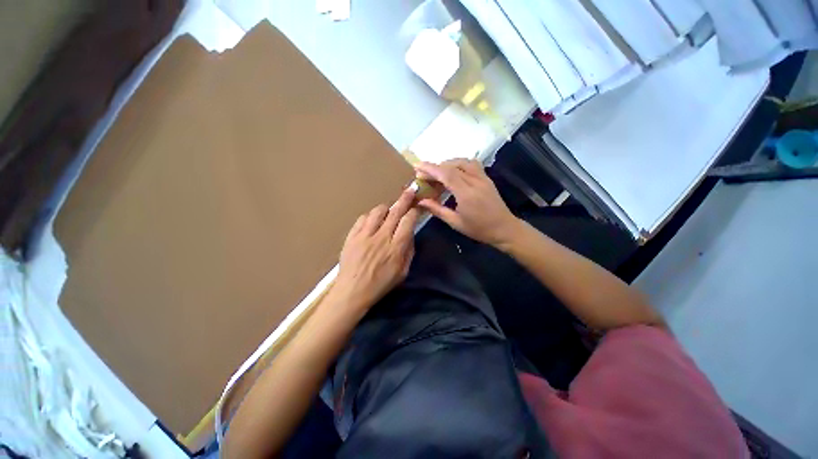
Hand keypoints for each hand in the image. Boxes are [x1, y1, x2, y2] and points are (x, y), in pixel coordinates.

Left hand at [332, 189, 419, 311]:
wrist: (352, 291)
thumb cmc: (380, 284)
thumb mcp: (402, 272)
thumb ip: (408, 251)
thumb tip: (410, 235)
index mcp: (396, 247)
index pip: (408, 221)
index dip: (414, 211)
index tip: (416, 208)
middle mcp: (382, 237)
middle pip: (395, 211)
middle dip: (404, 199)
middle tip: (410, 191)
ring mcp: (365, 235)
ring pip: (378, 211)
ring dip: (386, 208)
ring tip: (389, 210)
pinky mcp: (352, 236)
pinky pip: (362, 218)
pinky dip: (369, 216)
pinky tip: (372, 221)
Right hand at [415, 159, 521, 246]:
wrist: (504, 229)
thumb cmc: (479, 229)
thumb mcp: (455, 222)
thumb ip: (437, 210)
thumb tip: (421, 201)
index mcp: (466, 194)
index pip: (446, 174)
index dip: (430, 169)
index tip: (417, 166)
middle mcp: (475, 181)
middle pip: (452, 166)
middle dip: (435, 167)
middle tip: (424, 175)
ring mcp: (483, 178)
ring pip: (462, 162)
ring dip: (447, 164)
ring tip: (437, 173)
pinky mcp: (486, 178)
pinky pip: (471, 164)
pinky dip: (459, 164)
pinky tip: (453, 172)